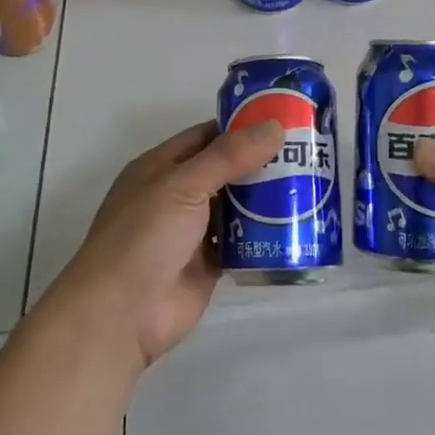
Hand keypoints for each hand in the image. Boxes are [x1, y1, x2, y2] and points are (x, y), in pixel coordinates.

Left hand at [46, 119, 284, 372]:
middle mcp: (177, 195)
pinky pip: (242, 242)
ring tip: (312, 185)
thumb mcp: (183, 186)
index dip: (243, 127)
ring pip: (237, 206)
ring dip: (267, 198)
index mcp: (161, 167)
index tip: (285, 120)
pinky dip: (265, 235)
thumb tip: (275, 126)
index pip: (207, 136)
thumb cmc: (144, 237)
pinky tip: (297, 225)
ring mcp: (193, 231)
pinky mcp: (209, 264)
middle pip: (226, 170)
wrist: (122, 315)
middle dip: (262, 163)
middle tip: (309, 154)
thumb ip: (228, 156)